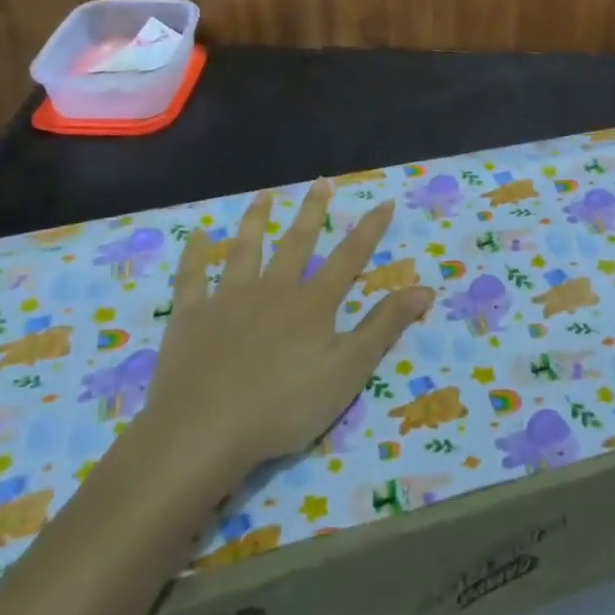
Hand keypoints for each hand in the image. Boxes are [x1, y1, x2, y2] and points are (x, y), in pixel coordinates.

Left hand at [137, 182, 433, 470]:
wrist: (204, 431)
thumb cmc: (284, 406)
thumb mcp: (348, 371)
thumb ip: (383, 327)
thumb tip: (424, 288)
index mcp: (312, 304)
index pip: (348, 258)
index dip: (369, 230)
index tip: (384, 201)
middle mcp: (273, 290)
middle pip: (296, 244)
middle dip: (312, 212)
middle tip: (321, 183)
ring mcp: (228, 300)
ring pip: (245, 250)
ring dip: (256, 221)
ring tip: (263, 196)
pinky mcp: (191, 317)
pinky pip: (191, 277)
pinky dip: (194, 254)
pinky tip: (196, 234)